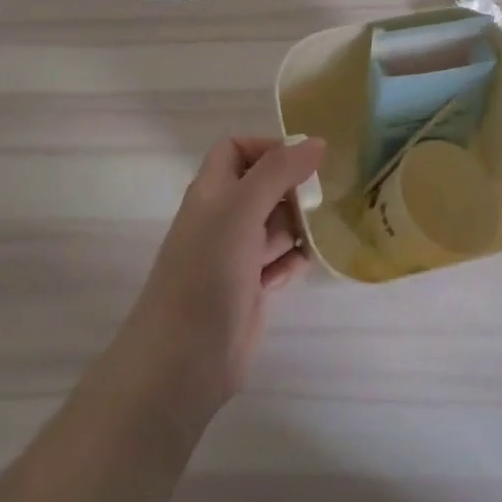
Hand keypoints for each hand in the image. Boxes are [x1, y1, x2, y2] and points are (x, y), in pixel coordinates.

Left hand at [112, 135, 324, 419]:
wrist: (183, 360)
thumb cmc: (208, 272)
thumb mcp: (241, 209)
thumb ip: (278, 171)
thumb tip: (317, 141)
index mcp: (212, 191)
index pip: (236, 149)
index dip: (267, 147)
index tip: (303, 162)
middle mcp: (223, 217)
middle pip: (264, 185)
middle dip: (293, 190)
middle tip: (319, 201)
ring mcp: (236, 255)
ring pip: (276, 224)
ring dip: (298, 226)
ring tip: (317, 235)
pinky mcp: (251, 288)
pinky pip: (281, 260)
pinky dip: (292, 261)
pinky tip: (296, 270)